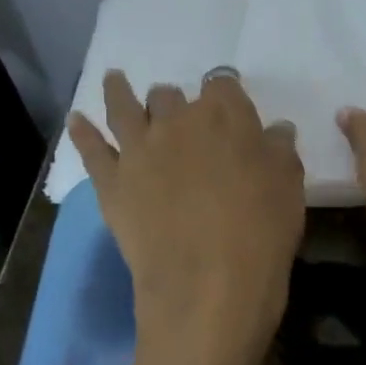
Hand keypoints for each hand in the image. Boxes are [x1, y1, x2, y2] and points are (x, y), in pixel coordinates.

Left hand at [69, 70, 304, 364]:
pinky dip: (82, 131)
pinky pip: (90, 147)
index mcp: (226, 115)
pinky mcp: (111, 182)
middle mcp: (178, 121)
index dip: (226, 93)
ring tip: (113, 80)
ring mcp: (139, 149)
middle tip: (181, 118)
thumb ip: (280, 150)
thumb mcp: (289, 186)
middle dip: (176, 101)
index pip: (224, 85)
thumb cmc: (262, 231)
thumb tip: (275, 130)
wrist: (209, 284)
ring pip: (124, 106)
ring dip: (119, 91)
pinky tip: (76, 120)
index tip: (230, 105)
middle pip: (171, 94)